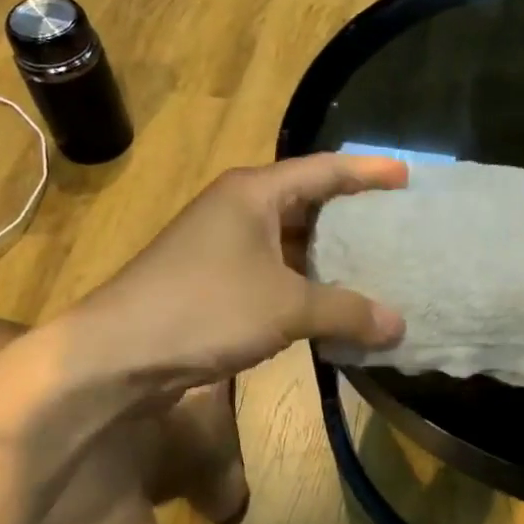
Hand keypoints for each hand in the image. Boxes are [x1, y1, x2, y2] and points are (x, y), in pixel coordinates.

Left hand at [69, 154, 408, 400]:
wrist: (115, 355)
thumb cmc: (204, 309)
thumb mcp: (285, 306)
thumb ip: (346, 311)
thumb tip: (399, 326)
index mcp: (254, 193)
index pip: (323, 169)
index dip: (367, 171)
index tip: (407, 175)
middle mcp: (238, 208)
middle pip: (308, 201)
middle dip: (352, 212)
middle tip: (397, 222)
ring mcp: (222, 244)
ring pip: (290, 240)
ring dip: (329, 254)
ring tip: (376, 263)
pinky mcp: (213, 280)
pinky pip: (274, 271)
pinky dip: (305, 283)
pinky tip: (331, 303)